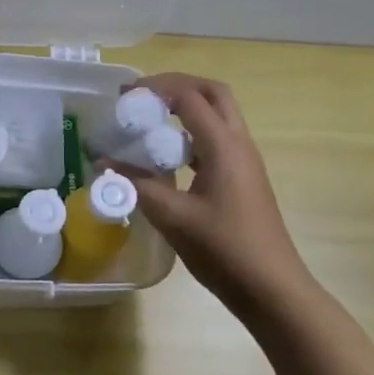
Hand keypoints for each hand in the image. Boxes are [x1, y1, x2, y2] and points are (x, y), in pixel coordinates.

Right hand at [109, 73, 310, 314]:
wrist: (271, 288)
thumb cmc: (223, 249)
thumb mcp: (171, 216)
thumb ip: (135, 185)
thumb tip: (102, 163)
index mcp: (224, 146)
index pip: (190, 97)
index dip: (156, 88)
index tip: (125, 95)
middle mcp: (239, 144)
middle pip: (213, 94)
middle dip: (177, 86)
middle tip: (143, 97)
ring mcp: (245, 162)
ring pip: (218, 116)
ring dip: (186, 108)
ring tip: (150, 121)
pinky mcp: (243, 179)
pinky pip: (217, 141)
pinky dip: (191, 135)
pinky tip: (166, 157)